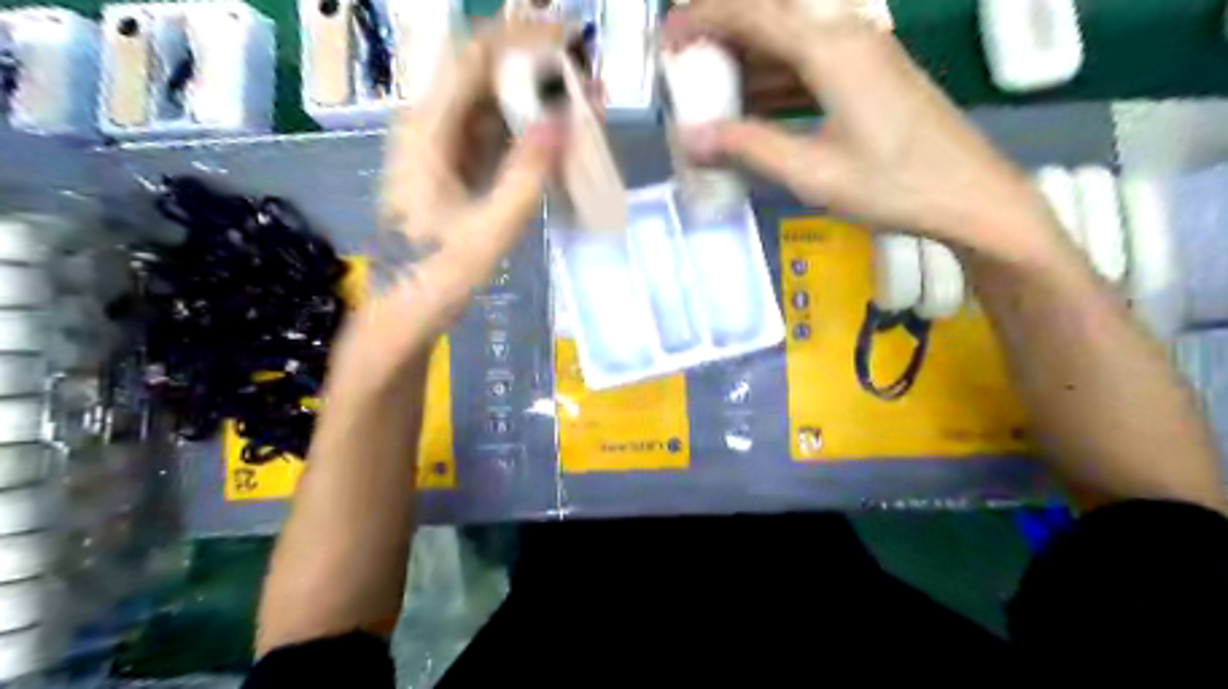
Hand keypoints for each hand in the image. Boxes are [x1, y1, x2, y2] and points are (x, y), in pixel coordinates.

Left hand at [333, 25, 571, 389]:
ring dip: (535, 97)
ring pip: (490, 102)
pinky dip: (525, 129)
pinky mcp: (452, 168)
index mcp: (427, 131)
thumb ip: (526, 175)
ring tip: (584, 105)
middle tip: (588, 80)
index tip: (573, 42)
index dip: (523, 38)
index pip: (474, 56)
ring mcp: (439, 147)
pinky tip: (557, 138)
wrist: (401, 314)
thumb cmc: (436, 277)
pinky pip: (491, 133)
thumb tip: (563, 120)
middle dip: (537, 66)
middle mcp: (429, 127)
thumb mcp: (488, 231)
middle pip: (483, 72)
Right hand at [667, 0, 1071, 268]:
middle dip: (719, 36)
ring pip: (788, 40)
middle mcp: (846, 32)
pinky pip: (808, 63)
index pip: (751, 11)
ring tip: (709, 93)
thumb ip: (749, 148)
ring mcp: (863, 50)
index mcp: (830, 47)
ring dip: (746, 62)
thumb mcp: (812, 173)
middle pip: (769, 16)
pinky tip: (752, 107)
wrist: (970, 196)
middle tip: (683, 69)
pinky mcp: (870, 73)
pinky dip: (774, 81)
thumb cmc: (893, 186)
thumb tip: (690, 140)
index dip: (701, 18)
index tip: (666, 41)